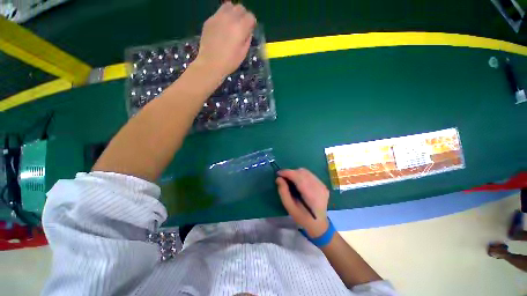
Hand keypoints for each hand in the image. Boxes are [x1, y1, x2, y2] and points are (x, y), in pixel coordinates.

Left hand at [195, 2, 255, 79]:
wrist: (210, 64)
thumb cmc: (229, 62)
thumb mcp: (243, 53)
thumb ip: (247, 39)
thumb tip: (248, 31)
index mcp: (240, 28)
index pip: (250, 16)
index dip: (251, 23)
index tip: (250, 30)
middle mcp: (229, 18)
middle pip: (240, 8)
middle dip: (243, 15)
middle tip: (241, 26)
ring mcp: (218, 17)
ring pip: (228, 6)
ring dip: (232, 12)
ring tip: (231, 24)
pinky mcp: (209, 20)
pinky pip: (218, 13)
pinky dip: (223, 17)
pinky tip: (221, 29)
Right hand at [276, 168, 329, 236]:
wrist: (319, 225)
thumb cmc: (302, 218)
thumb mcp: (290, 207)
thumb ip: (283, 192)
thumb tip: (279, 179)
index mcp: (311, 195)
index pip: (298, 177)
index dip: (287, 172)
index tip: (278, 173)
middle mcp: (318, 187)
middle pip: (302, 172)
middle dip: (291, 172)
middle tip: (283, 178)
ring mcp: (322, 185)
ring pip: (306, 172)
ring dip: (296, 173)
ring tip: (290, 179)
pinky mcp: (323, 185)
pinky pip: (310, 175)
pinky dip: (302, 175)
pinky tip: (299, 182)